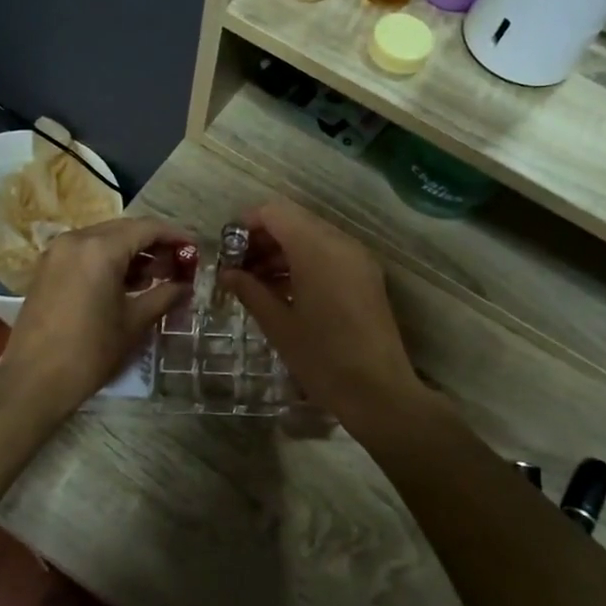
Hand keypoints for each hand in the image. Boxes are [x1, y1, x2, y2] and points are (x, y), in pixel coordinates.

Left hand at [0, 217, 194, 421]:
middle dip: (154, 243)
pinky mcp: (47, 268)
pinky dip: (108, 260)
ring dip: (131, 252)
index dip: (175, 235)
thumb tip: (185, 285)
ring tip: (156, 276)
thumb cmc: (89, 352)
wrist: (33, 381)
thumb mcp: (134, 323)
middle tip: (178, 264)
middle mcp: (76, 239)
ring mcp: (57, 252)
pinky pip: (86, 252)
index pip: (147, 228)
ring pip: (104, 239)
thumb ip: (164, 295)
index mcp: (100, 249)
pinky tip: (126, 282)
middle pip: (125, 229)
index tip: (195, 249)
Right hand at [218, 199, 433, 432]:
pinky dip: (304, 262)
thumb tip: (227, 274)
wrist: (379, 392)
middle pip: (294, 221)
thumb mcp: (279, 325)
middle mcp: (340, 243)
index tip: (226, 250)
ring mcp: (357, 259)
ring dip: (282, 252)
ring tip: (255, 283)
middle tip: (237, 269)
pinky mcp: (366, 276)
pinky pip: (328, 254)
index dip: (246, 224)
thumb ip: (250, 291)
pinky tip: (283, 291)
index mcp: (316, 249)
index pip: (274, 213)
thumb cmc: (323, 359)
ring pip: (311, 237)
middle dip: (263, 239)